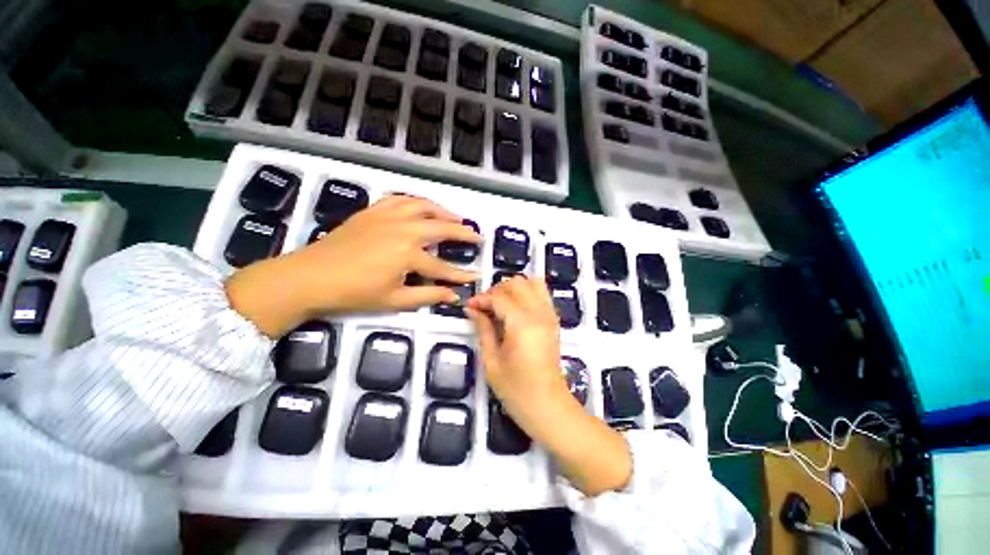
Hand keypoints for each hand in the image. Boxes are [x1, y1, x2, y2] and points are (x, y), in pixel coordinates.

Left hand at [226, 194, 479, 336]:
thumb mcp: (394, 300)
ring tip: (455, 217)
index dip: (461, 274)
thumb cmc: (354, 292)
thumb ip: (428, 296)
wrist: (310, 276)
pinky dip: (416, 201)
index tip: (477, 276)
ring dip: (443, 210)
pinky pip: (400, 199)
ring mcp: (387, 217)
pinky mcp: (373, 212)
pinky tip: (422, 207)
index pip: (443, 267)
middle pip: (441, 227)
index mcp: (408, 253)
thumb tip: (454, 297)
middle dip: (463, 232)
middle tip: (477, 235)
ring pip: (423, 206)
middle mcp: (403, 229)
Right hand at [467, 277, 631, 495]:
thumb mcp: (492, 361)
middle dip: (497, 290)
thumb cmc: (516, 389)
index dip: (482, 298)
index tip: (469, 307)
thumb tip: (473, 309)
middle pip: (517, 283)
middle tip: (484, 306)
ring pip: (532, 283)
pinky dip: (527, 293)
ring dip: (514, 288)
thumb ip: (483, 329)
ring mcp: (550, 315)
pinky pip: (542, 294)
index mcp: (522, 324)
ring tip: (500, 304)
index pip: (499, 297)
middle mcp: (539, 313)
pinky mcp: (554, 320)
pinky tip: (515, 308)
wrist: (548, 406)